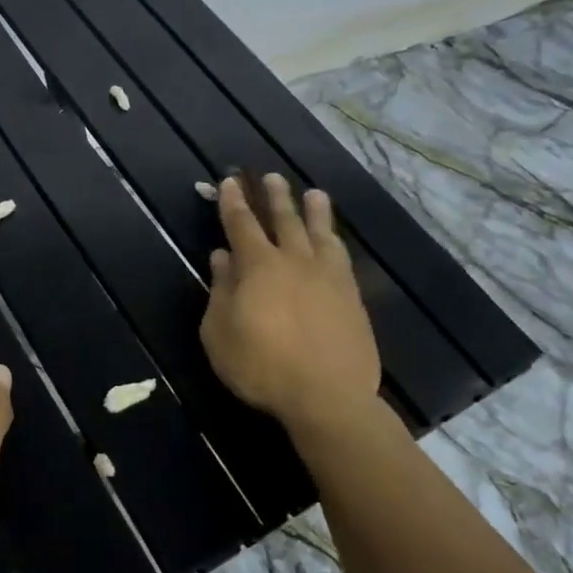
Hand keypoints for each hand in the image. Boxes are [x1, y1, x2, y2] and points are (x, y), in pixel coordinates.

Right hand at [200, 174, 380, 436]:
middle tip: (272, 177)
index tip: (230, 182)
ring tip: (314, 194)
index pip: (242, 224)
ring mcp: (328, 276)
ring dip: (315, 211)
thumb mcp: (220, 333)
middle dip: (275, 197)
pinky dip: (335, 241)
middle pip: (285, 220)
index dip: (234, 203)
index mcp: (259, 266)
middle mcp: (295, 261)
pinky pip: (342, 257)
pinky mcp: (352, 296)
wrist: (327, 395)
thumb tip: (222, 257)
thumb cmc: (261, 366)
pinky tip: (335, 240)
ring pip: (320, 233)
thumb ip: (221, 290)